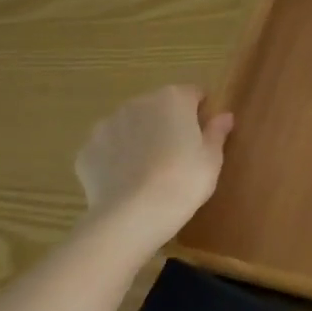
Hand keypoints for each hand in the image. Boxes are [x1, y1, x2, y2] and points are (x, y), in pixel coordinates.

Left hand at [74, 85, 233, 254]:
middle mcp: (138, 103)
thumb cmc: (183, 181)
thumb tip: (224, 116)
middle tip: (178, 157)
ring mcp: (107, 125)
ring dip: (140, 139)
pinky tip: (126, 183)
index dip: (200, 113)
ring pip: (130, 126)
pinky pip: (108, 149)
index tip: (203, 137)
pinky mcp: (87, 151)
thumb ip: (216, 132)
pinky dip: (116, 160)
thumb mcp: (211, 159)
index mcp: (173, 99)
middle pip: (159, 108)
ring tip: (149, 172)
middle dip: (167, 125)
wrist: (132, 216)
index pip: (193, 94)